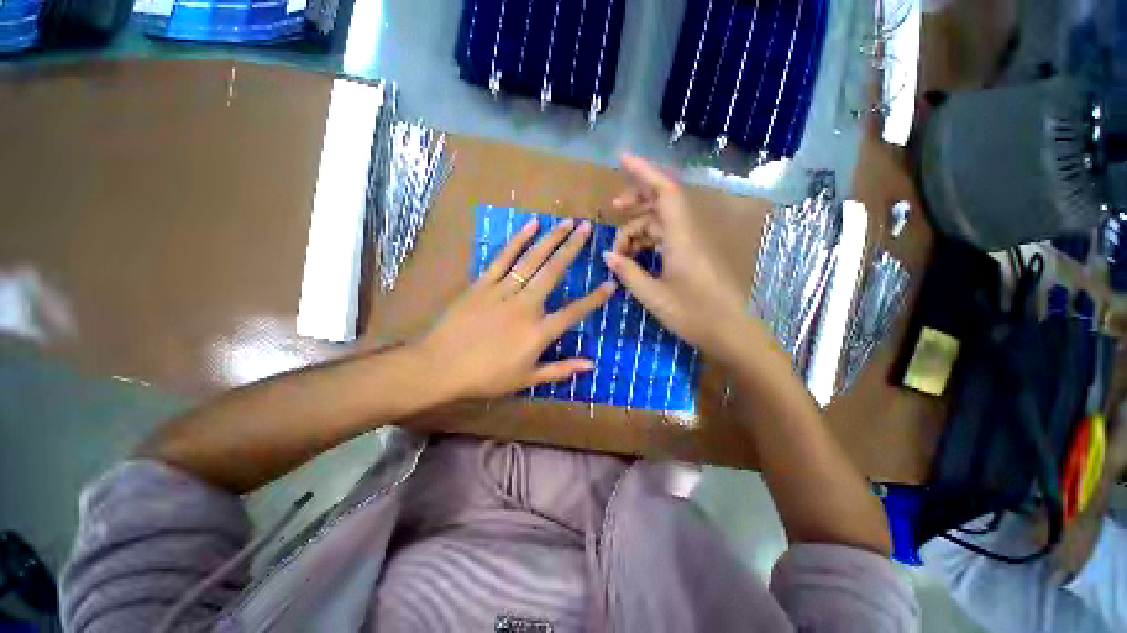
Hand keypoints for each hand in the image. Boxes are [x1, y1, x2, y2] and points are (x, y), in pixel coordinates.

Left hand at [418, 217, 615, 400]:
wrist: (440, 367)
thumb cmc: (486, 377)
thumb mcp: (527, 379)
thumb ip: (560, 370)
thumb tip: (591, 365)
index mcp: (538, 332)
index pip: (574, 312)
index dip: (594, 299)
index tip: (610, 284)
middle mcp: (526, 305)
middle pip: (554, 272)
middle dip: (573, 249)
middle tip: (587, 229)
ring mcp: (503, 291)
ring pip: (532, 260)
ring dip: (551, 239)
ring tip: (567, 222)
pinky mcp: (483, 284)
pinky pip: (503, 258)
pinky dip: (518, 240)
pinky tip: (531, 225)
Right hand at [604, 154, 750, 363]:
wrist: (732, 333)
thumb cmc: (694, 315)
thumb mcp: (653, 296)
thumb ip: (628, 273)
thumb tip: (607, 255)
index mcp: (681, 237)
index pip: (664, 191)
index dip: (643, 171)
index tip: (622, 159)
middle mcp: (688, 233)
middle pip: (660, 203)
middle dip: (635, 201)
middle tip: (612, 210)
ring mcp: (692, 244)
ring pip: (660, 223)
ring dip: (638, 230)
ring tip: (620, 253)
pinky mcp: (693, 256)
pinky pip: (666, 238)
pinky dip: (648, 243)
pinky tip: (635, 259)